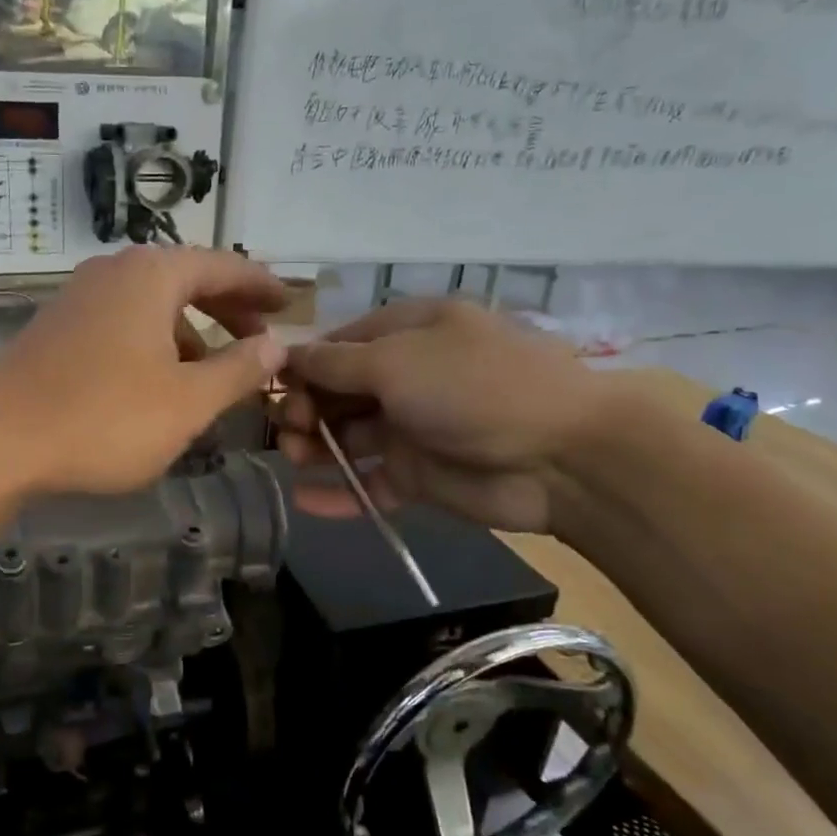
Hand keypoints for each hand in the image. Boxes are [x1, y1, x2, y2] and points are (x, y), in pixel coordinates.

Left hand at [0, 247, 288, 495]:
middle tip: (260, 338)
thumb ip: (238, 370)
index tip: (292, 304)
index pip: (224, 266)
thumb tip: (275, 345)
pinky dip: (154, 344)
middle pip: (187, 280)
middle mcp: (114, 272)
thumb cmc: (104, 418)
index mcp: (152, 275)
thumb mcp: (187, 402)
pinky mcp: (57, 328)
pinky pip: (122, 324)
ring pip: (152, 306)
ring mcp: (79, 298)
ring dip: (190, 333)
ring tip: (214, 374)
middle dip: (228, 310)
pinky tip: (158, 385)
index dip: (262, 286)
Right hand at [278, 298, 610, 534]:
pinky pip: (371, 482)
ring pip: (349, 437)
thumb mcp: (396, 361)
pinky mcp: (421, 477)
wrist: (563, 459)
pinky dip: (341, 493)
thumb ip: (335, 364)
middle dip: (306, 408)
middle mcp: (409, 376)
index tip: (273, 388)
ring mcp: (414, 428)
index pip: (340, 345)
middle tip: (289, 430)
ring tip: (293, 460)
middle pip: (339, 392)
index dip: (304, 365)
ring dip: (316, 448)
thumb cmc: (473, 388)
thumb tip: (287, 354)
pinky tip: (305, 502)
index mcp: (409, 333)